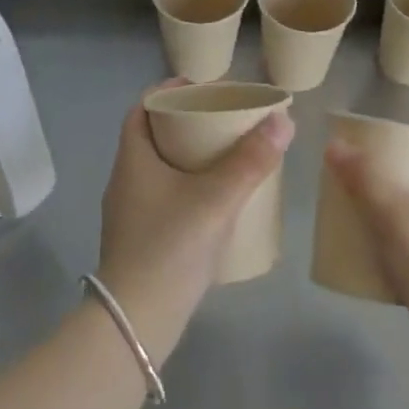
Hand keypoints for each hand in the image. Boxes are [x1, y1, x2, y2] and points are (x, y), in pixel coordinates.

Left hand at [97, 82, 293, 315]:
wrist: (138, 319)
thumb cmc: (171, 247)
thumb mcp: (216, 199)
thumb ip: (251, 161)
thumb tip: (283, 120)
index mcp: (133, 160)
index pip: (142, 109)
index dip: (169, 92)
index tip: (204, 89)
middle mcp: (125, 181)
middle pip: (153, 137)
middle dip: (186, 124)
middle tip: (224, 121)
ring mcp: (129, 213)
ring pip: (159, 169)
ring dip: (188, 157)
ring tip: (226, 156)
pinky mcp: (140, 239)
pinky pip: (164, 196)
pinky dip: (187, 186)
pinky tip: (215, 200)